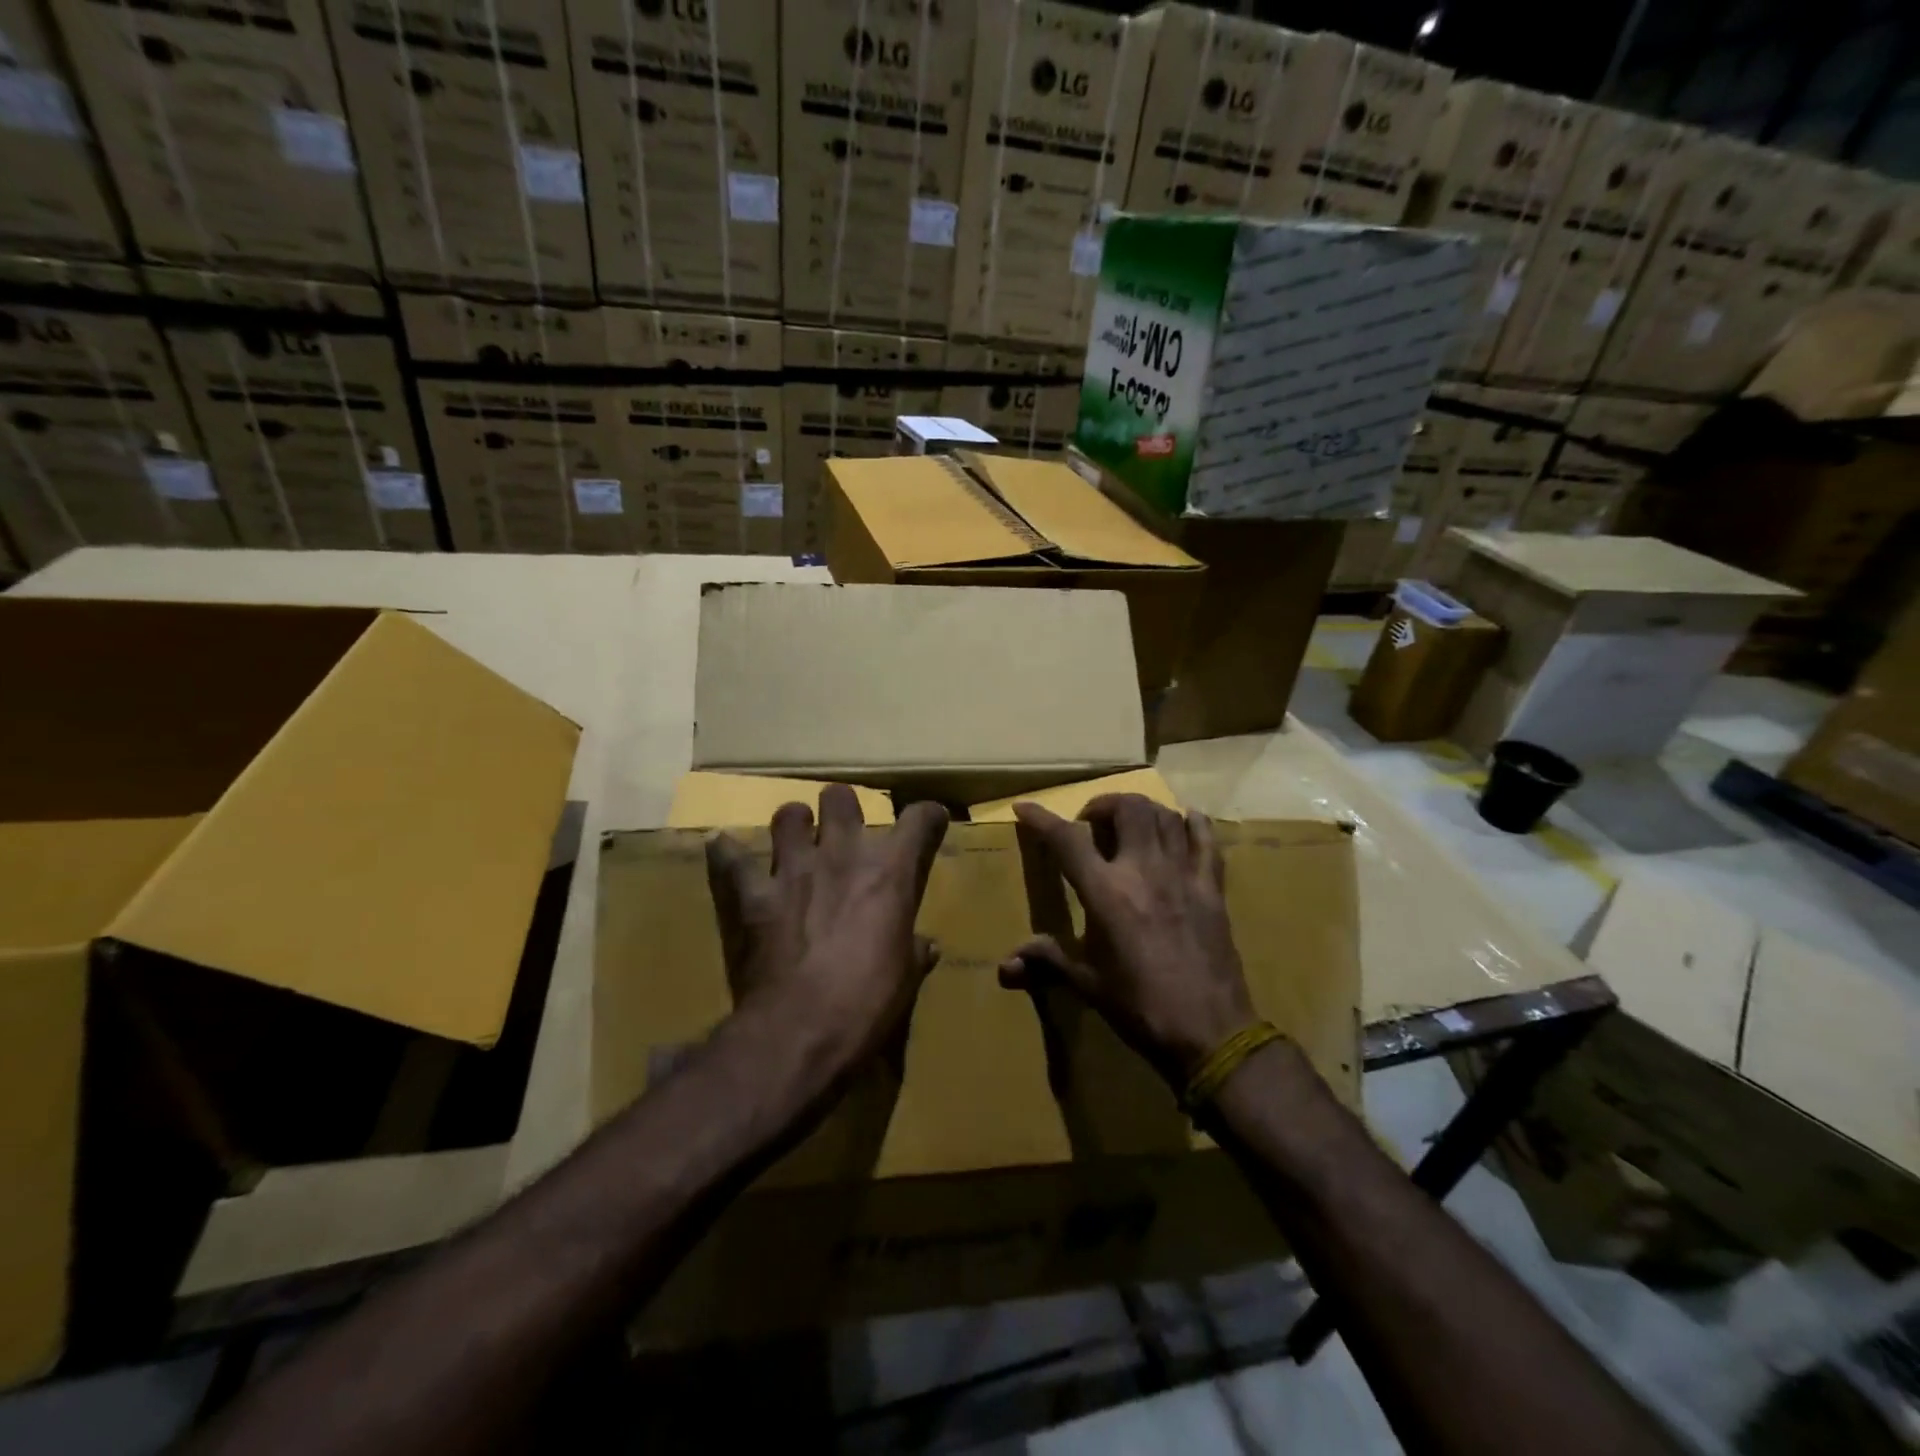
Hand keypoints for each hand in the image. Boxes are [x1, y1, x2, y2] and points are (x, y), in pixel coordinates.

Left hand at [706, 785, 948, 1071]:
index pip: (920, 819)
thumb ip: (915, 952)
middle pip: (841, 798)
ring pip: (788, 816)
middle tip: (843, 830)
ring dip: (793, 825)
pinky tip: (725, 850)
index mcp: (890, 873)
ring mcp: (793, 870)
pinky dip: (728, 855)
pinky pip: (731, 860)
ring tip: (795, 840)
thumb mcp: (905, 979)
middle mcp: (842, 855)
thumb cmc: (868, 1003)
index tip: (929, 823)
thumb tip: (926, 947)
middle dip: (842, 808)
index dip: (928, 817)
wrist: (801, 1030)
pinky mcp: (753, 894)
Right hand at [1002, 794, 1257, 1086]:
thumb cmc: (1140, 1007)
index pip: (1067, 840)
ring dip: (1142, 811)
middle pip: (1127, 809)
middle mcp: (1144, 870)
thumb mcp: (1087, 982)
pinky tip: (1183, 825)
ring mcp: (1183, 874)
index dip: (1042, 818)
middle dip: (1103, 805)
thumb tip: (1005, 966)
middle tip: (1092, 824)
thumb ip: (1047, 960)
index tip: (1025, 807)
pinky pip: (1207, 839)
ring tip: (1130, 826)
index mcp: (1106, 893)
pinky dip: (1193, 824)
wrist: (1210, 1032)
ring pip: (1165, 816)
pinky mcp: (1212, 887)